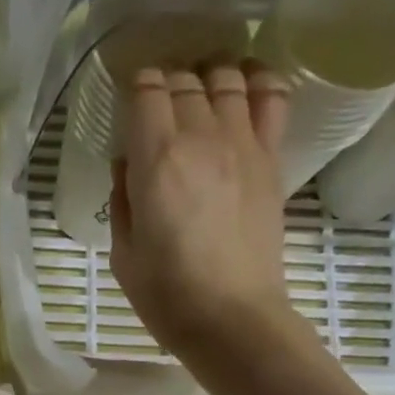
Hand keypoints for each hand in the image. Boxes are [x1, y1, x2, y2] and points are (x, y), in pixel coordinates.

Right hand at [109, 61, 292, 357]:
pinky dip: (257, 81)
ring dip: (208, 77)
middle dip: (167, 83)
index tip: (129, 101)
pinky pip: (271, 97)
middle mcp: (202, 136)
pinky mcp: (271, 159)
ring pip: (227, 77)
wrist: (231, 317)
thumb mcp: (123, 254)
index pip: (146, 91)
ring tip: (199, 93)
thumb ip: (123, 200)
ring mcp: (243, 143)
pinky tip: (245, 87)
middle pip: (185, 80)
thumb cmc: (167, 295)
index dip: (135, 86)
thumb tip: (128, 164)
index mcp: (157, 160)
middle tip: (157, 105)